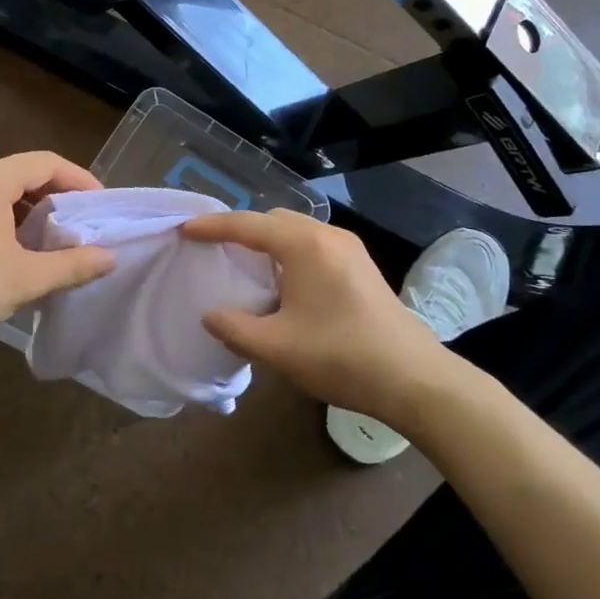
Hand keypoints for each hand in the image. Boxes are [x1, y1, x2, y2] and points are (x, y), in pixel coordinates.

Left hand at [0, 152, 115, 356]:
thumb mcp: (26, 279)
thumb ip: (73, 265)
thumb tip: (110, 258)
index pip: (45, 163)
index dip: (78, 179)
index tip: (99, 203)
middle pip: (21, 170)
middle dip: (54, 192)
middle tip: (79, 218)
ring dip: (28, 203)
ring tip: (51, 231)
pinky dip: (3, 211)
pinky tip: (14, 240)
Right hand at [181, 209, 451, 424]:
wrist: (414, 378)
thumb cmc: (341, 356)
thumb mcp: (277, 348)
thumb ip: (234, 328)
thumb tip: (210, 315)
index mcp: (304, 245)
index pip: (247, 225)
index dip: (213, 226)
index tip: (185, 231)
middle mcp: (328, 236)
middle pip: (274, 220)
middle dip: (242, 231)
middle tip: (216, 252)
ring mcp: (350, 249)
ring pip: (297, 232)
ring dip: (268, 243)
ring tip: (247, 268)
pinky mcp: (362, 266)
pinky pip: (315, 246)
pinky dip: (290, 254)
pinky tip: (285, 285)